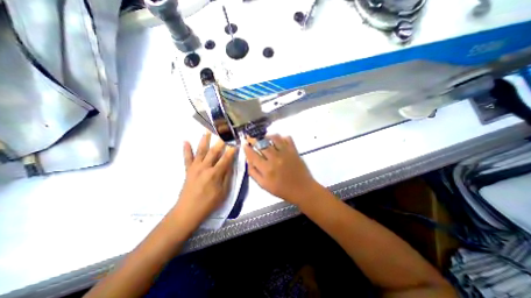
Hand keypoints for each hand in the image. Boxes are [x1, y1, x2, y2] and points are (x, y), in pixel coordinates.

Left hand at [173, 134, 235, 228]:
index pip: (226, 159)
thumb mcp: (223, 192)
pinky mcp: (188, 170)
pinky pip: (187, 158)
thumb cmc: (209, 203)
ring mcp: (195, 168)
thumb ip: (227, 177)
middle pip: (214, 152)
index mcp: (215, 174)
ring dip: (204, 140)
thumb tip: (230, 164)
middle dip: (220, 141)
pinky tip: (185, 141)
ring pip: (201, 151)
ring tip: (206, 130)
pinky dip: (186, 149)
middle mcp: (205, 168)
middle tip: (224, 132)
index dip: (231, 151)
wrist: (188, 211)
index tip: (235, 142)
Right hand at [244, 133, 318, 204]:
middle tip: (252, 138)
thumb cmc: (282, 189)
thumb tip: (248, 161)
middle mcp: (275, 158)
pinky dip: (282, 137)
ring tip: (265, 138)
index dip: (247, 148)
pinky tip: (278, 141)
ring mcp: (285, 153)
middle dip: (254, 139)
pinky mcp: (294, 150)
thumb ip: (254, 173)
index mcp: (266, 169)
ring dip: (267, 136)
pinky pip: (287, 138)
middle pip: (262, 144)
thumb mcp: (264, 185)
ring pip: (274, 138)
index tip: (244, 144)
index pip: (252, 155)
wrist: (302, 189)